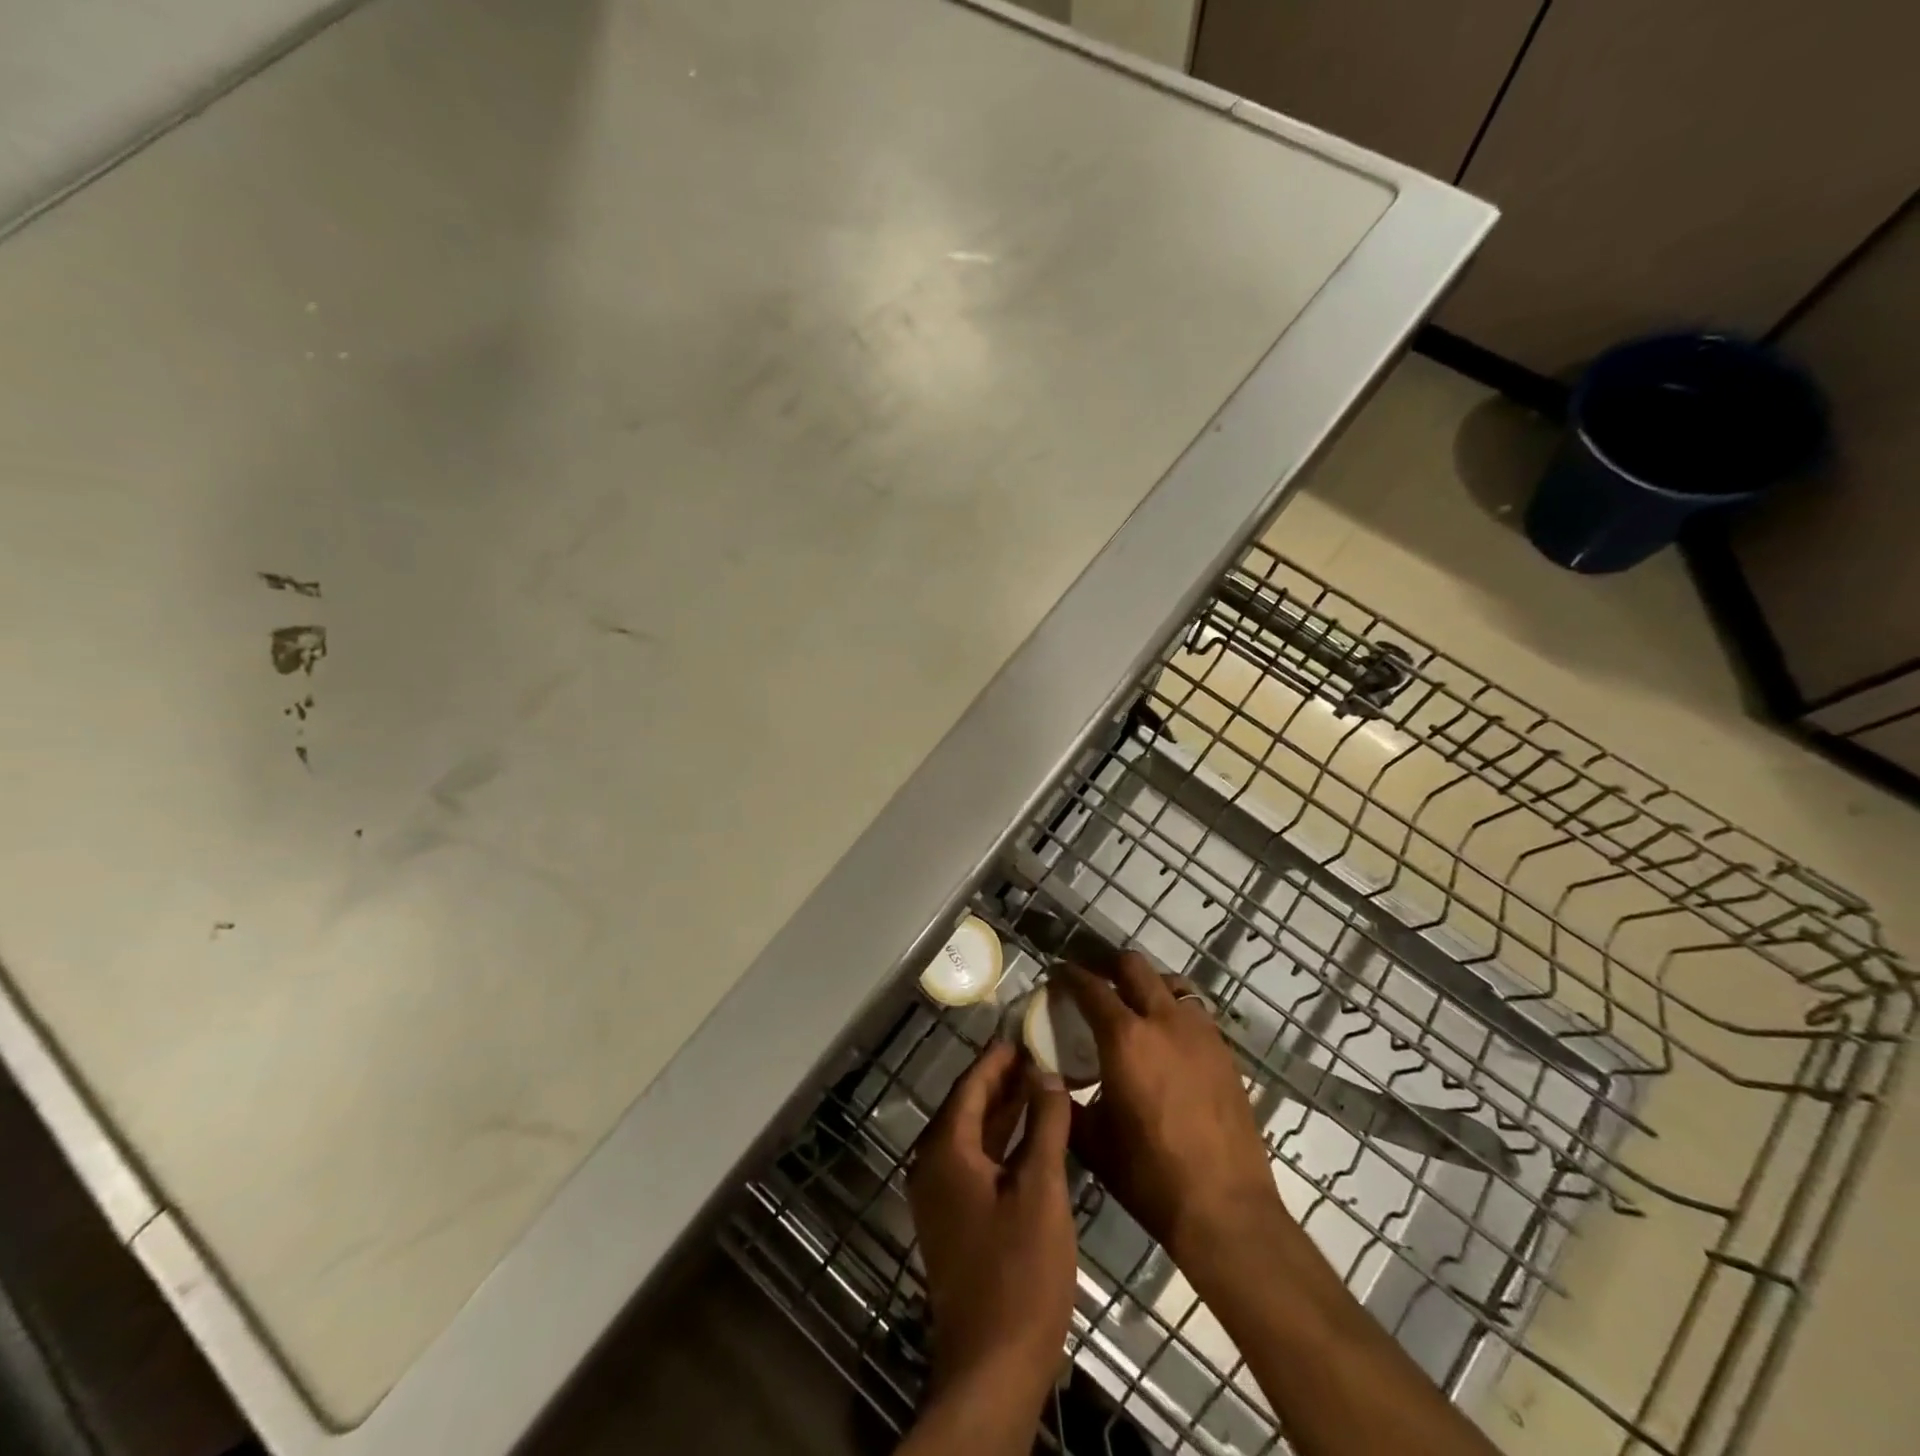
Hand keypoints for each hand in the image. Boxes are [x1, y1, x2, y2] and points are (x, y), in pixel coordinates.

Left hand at [906, 1041, 1076, 1410]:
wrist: (992, 1367)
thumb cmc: (1019, 1272)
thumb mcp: (1040, 1190)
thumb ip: (1044, 1125)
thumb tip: (1048, 1074)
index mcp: (946, 1151)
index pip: (970, 1086)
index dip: (998, 1059)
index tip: (1026, 1035)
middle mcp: (934, 1166)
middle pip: (969, 1108)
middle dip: (1004, 1082)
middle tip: (1041, 1056)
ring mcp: (941, 1197)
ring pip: (974, 1137)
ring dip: (1006, 1112)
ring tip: (1043, 1087)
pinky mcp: (954, 1221)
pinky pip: (977, 1163)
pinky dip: (1003, 1144)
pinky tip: (1034, 1139)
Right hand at [1058, 955, 1283, 1270]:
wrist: (1225, 1209)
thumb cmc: (1150, 1176)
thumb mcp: (1093, 1141)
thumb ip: (1065, 1102)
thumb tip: (1046, 1079)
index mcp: (1125, 1038)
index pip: (1090, 986)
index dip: (1068, 975)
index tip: (1055, 976)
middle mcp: (1163, 1020)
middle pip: (1132, 965)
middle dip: (1107, 965)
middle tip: (1092, 982)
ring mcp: (1199, 1032)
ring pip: (1169, 982)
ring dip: (1145, 984)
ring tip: (1131, 1006)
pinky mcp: (1224, 1050)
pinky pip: (1193, 1010)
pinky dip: (1172, 1010)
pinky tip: (1165, 1039)